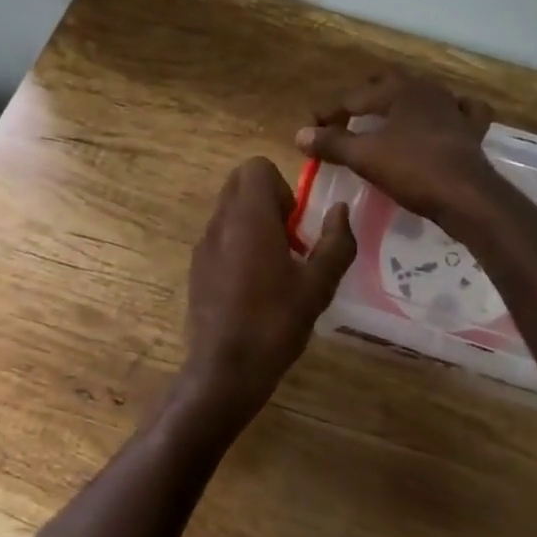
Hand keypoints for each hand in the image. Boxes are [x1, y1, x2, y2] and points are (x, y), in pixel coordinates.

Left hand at [175, 158, 355, 442]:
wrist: (224, 370)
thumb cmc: (275, 322)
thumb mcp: (318, 285)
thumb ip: (336, 242)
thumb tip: (339, 211)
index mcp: (248, 216)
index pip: (256, 166)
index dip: (282, 187)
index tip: (295, 224)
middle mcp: (220, 221)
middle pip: (240, 183)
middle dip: (268, 201)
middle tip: (289, 240)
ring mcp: (203, 244)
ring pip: (229, 210)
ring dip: (254, 223)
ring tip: (276, 266)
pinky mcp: (196, 267)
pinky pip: (220, 236)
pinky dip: (239, 244)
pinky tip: (255, 286)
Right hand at [295, 70, 500, 223]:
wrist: (467, 196)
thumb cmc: (412, 170)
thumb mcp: (364, 157)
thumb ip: (332, 143)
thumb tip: (301, 134)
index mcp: (399, 90)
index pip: (353, 96)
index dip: (329, 112)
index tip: (310, 129)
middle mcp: (427, 90)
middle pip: (388, 84)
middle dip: (364, 97)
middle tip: (345, 118)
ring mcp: (453, 108)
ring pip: (422, 94)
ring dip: (401, 103)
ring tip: (386, 120)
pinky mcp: (472, 131)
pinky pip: (461, 112)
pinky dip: (449, 113)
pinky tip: (444, 121)